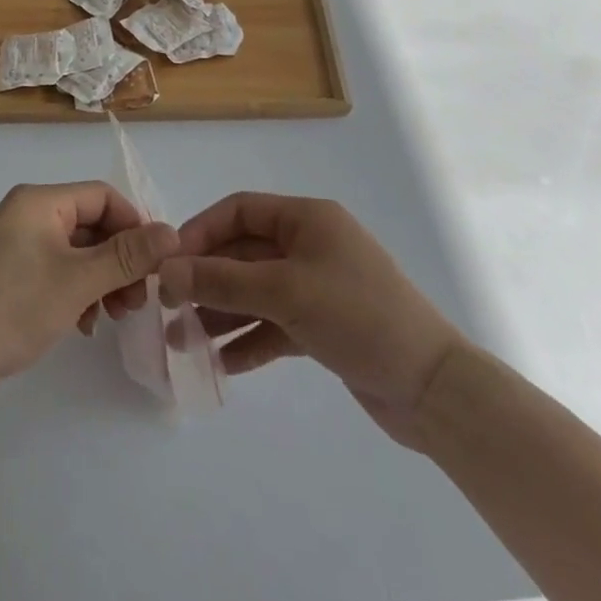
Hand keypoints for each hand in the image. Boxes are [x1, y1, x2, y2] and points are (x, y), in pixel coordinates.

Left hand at [0, 182, 178, 397]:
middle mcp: (28, 214)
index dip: (134, 226)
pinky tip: (86, 325)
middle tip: (137, 302)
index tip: (155, 267)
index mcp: (39, 201)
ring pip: (79, 252)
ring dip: (104, 280)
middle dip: (120, 260)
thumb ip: (127, 255)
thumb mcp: (78, 281)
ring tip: (115, 316)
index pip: (102, 196)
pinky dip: (80, 293)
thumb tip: (172, 232)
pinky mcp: (14, 275)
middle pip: (92, 224)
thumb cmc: (14, 308)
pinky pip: (60, 272)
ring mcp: (19, 246)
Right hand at [157, 193, 465, 447]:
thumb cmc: (358, 317)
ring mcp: (318, 287)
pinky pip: (274, 324)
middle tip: (169, 308)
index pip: (239, 211)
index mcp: (307, 219)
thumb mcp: (284, 293)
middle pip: (244, 253)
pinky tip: (222, 364)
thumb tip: (166, 272)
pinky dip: (249, 339)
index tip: (168, 263)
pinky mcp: (324, 326)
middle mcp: (310, 246)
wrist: (435, 390)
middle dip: (206, 280)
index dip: (201, 232)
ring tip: (184, 342)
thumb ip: (222, 281)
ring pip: (255, 292)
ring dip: (221, 313)